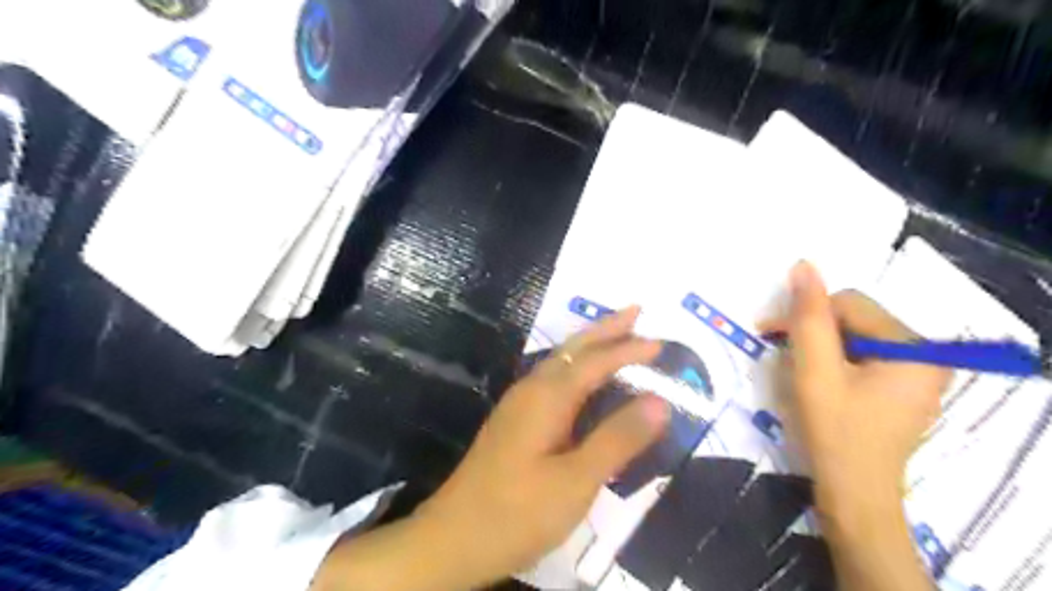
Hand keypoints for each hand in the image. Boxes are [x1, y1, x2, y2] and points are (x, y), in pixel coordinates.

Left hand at [312, 306, 667, 590]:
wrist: (453, 539)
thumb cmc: (518, 512)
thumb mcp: (576, 480)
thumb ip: (618, 438)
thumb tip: (660, 401)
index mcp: (546, 397)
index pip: (595, 361)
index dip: (628, 350)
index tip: (660, 343)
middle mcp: (531, 390)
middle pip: (573, 349)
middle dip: (605, 329)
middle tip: (636, 311)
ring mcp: (519, 405)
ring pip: (560, 362)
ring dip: (590, 345)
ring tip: (616, 336)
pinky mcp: (515, 422)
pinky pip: (553, 380)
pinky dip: (577, 369)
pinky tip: (583, 380)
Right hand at [762, 264, 950, 516]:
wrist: (853, 495)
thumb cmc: (833, 432)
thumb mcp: (814, 371)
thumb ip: (808, 317)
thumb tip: (803, 264)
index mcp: (915, 348)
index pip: (850, 304)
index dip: (805, 314)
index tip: (768, 332)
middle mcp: (926, 355)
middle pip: (856, 319)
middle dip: (813, 331)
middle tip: (779, 351)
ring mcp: (918, 374)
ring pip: (855, 337)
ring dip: (819, 346)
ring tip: (796, 368)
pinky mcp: (903, 389)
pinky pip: (863, 357)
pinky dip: (833, 361)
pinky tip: (817, 379)